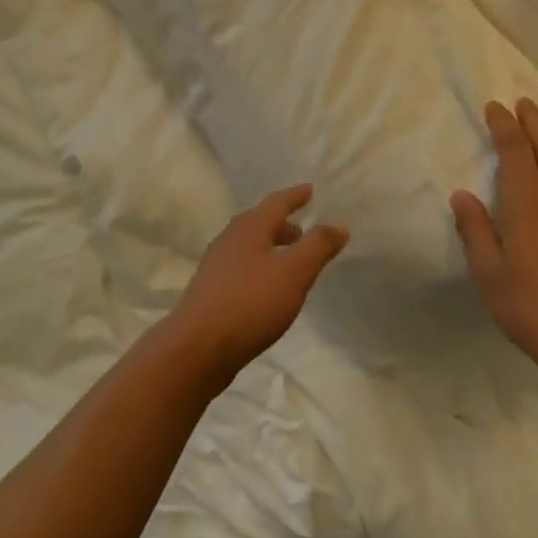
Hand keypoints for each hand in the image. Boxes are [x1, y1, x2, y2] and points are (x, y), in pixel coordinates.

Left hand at [162, 184, 347, 393]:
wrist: (198, 348)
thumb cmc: (250, 302)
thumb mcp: (294, 272)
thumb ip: (318, 246)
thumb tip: (339, 224)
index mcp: (249, 227)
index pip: (277, 202)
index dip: (296, 196)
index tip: (310, 189)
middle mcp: (230, 239)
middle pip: (261, 223)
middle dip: (284, 225)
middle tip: (304, 231)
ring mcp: (217, 266)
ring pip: (251, 247)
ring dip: (272, 248)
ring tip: (291, 262)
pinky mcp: (212, 291)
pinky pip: (243, 268)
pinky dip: (261, 268)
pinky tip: (268, 289)